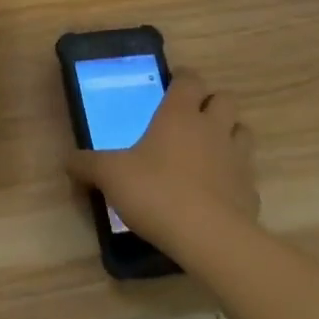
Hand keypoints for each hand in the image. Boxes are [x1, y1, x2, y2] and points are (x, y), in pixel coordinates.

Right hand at [65, 72, 258, 247]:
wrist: (209, 239)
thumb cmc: (156, 191)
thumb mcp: (109, 175)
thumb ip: (87, 165)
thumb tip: (67, 161)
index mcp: (179, 114)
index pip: (190, 80)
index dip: (183, 79)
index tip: (172, 86)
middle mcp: (212, 128)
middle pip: (225, 99)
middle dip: (212, 104)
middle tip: (191, 118)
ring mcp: (238, 159)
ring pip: (242, 132)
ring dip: (229, 135)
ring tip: (209, 150)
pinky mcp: (251, 192)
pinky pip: (246, 175)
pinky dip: (235, 177)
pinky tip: (217, 192)